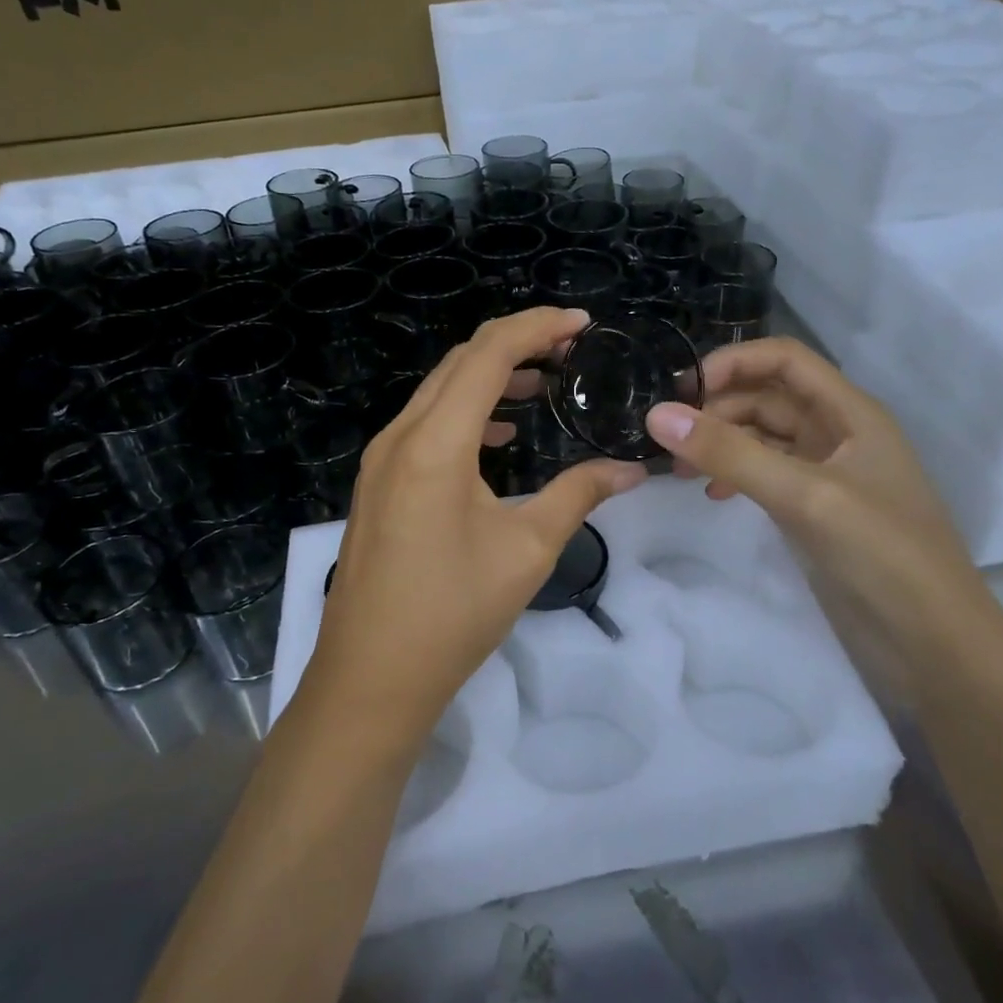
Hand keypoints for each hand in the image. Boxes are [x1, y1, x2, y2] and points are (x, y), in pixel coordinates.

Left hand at [303, 308, 646, 748]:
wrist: (371, 678)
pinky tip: (500, 435)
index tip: (581, 324)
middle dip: (516, 344)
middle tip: (569, 349)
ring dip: (489, 376)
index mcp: (435, 442)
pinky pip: (425, 424)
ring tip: (543, 383)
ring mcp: (381, 460)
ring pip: (439, 391)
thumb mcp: (528, 550)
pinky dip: (466, 411)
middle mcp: (400, 436)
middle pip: (459, 362)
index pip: (488, 354)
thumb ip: (579, 495)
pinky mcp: (379, 483)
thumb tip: (631, 470)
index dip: (537, 327)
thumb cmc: (453, 613)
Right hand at [645, 337, 993, 697]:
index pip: (783, 360)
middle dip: (718, 410)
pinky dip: (736, 476)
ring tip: (682, 471)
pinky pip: (767, 475)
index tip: (681, 393)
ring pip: (764, 437)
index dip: (732, 363)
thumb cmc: (881, 554)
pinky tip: (714, 496)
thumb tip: (657, 416)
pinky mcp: (817, 510)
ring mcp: (828, 474)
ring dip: (722, 444)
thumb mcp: (804, 496)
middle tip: (669, 440)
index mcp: (850, 412)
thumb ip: (731, 454)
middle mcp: (838, 433)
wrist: (934, 642)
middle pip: (768, 397)